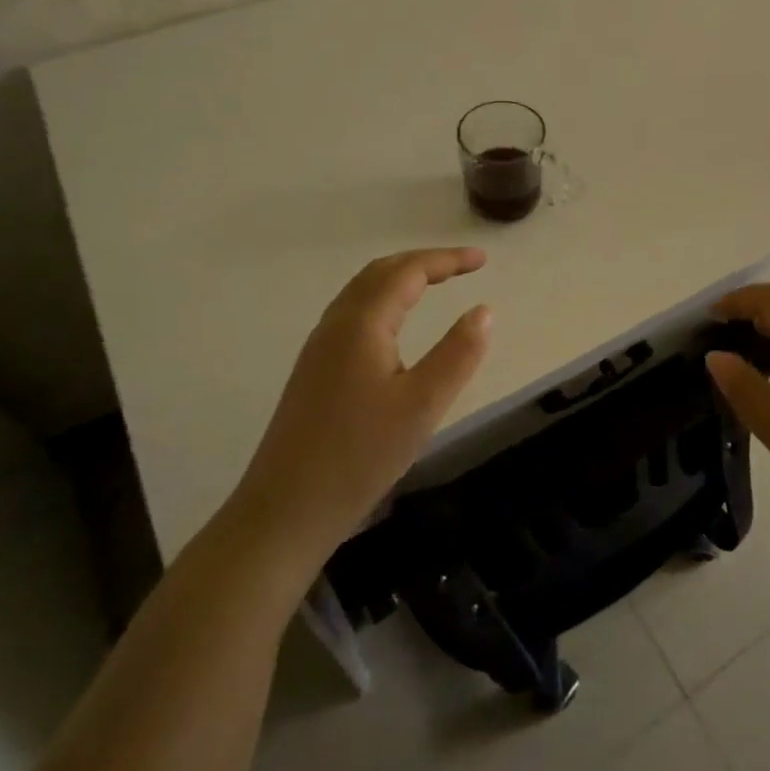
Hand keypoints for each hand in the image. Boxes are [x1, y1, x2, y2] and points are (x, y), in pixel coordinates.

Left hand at [226, 248, 491, 552]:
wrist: (286, 510)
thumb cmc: (360, 455)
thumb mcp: (423, 405)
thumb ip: (458, 353)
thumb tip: (484, 310)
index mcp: (361, 324)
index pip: (408, 272)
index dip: (447, 260)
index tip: (483, 260)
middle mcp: (335, 325)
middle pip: (380, 272)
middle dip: (423, 262)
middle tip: (463, 266)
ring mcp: (319, 348)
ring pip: (362, 292)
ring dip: (400, 278)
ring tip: (434, 283)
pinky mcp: (314, 371)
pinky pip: (353, 314)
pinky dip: (383, 300)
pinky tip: (395, 325)